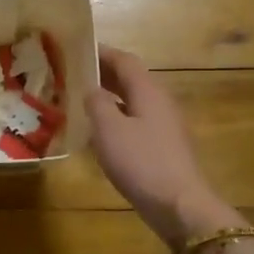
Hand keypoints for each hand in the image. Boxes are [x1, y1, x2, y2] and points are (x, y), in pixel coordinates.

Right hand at [85, 45, 240, 247]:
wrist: (179, 205)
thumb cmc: (142, 162)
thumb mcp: (109, 130)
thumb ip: (97, 103)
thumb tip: (92, 89)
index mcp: (148, 91)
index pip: (125, 60)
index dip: (102, 52)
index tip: (77, 48)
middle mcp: (160, 102)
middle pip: (131, 79)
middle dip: (104, 73)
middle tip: (74, 74)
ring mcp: (165, 125)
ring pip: (134, 101)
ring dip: (110, 97)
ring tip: (82, 101)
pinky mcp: (164, 147)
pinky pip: (137, 121)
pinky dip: (117, 117)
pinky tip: (101, 132)